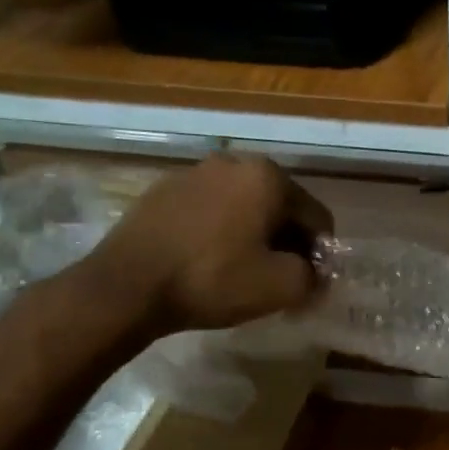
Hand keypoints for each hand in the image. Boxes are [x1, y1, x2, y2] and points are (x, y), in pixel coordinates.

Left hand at [72, 153, 333, 338]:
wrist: (127, 286)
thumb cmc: (213, 279)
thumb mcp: (281, 286)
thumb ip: (314, 277)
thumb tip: (315, 274)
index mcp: (268, 177)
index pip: (317, 218)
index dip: (321, 256)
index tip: (310, 286)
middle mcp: (233, 163)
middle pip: (281, 208)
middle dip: (288, 244)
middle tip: (281, 281)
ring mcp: (194, 173)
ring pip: (245, 208)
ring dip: (255, 237)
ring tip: (245, 273)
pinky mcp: (163, 191)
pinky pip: (212, 212)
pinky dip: (222, 233)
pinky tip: (211, 263)